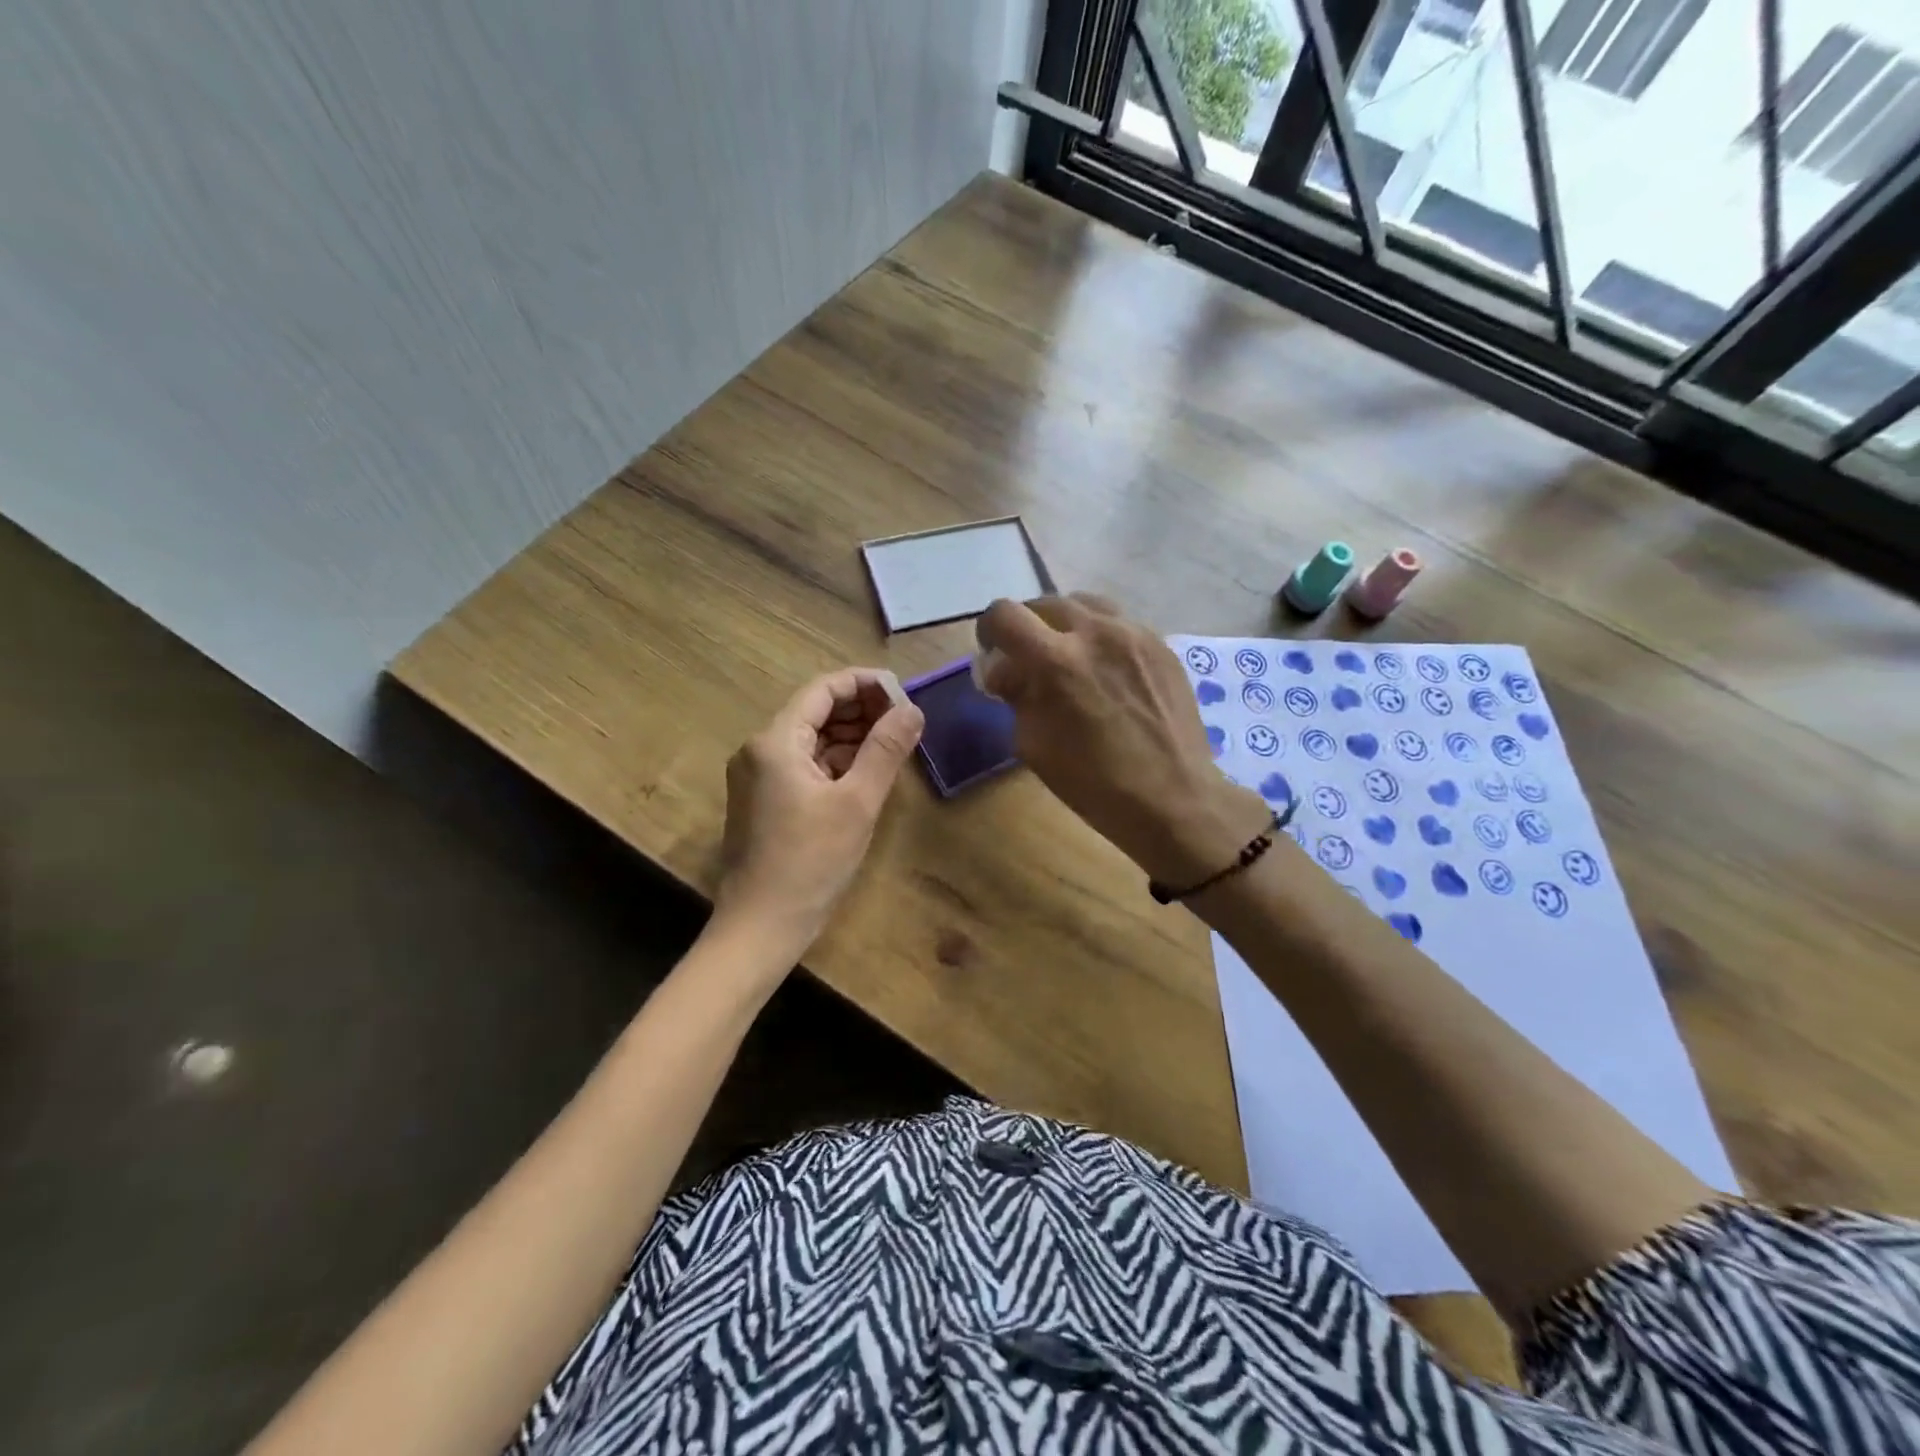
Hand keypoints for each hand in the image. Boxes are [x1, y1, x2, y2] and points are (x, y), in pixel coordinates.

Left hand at [714, 668, 924, 950]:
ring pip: (811, 739)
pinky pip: (804, 765)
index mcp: (775, 741)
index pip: (823, 689)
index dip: (865, 684)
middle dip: (861, 711)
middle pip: (815, 711)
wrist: (761, 926)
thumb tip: (913, 709)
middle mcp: (760, 750)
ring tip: (894, 743)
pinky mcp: (764, 800)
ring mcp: (758, 776)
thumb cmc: (811, 862)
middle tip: (905, 721)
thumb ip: (886, 750)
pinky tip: (866, 771)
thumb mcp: (858, 802)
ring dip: (851, 736)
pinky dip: (836, 762)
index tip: (903, 693)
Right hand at [977, 595, 1269, 887]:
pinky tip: (1105, 669)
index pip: (1004, 615)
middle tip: (1029, 660)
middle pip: (1044, 603)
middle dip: (1027, 627)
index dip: (988, 630)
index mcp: (1055, 661)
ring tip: (1068, 655)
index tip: (993, 652)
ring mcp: (1133, 633)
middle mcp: (1094, 632)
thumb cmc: (1094, 783)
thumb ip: (1015, 694)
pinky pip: (1118, 622)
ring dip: (1065, 623)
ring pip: (1084, 603)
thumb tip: (1004, 669)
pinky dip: (1099, 636)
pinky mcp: (1160, 643)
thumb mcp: (1033, 745)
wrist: (1173, 797)